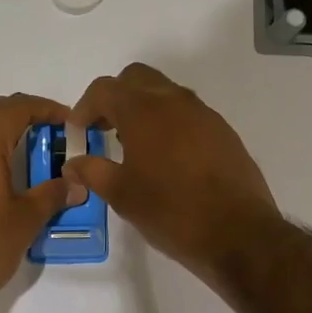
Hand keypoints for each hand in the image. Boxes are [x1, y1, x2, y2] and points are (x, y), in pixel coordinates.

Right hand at [65, 63, 278, 282]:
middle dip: (115, 98)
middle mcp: (174, 101)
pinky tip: (166, 159)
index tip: (79, 132)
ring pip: (165, 93)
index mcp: (144, 111)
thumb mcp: (122, 195)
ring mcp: (204, 114)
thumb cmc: (171, 212)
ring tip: (133, 146)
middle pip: (136, 79)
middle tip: (104, 129)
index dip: (84, 107)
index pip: (104, 89)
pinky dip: (169, 123)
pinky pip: (188, 113)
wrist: (238, 233)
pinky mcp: (223, 131)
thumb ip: (93, 172)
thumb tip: (73, 163)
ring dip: (143, 108)